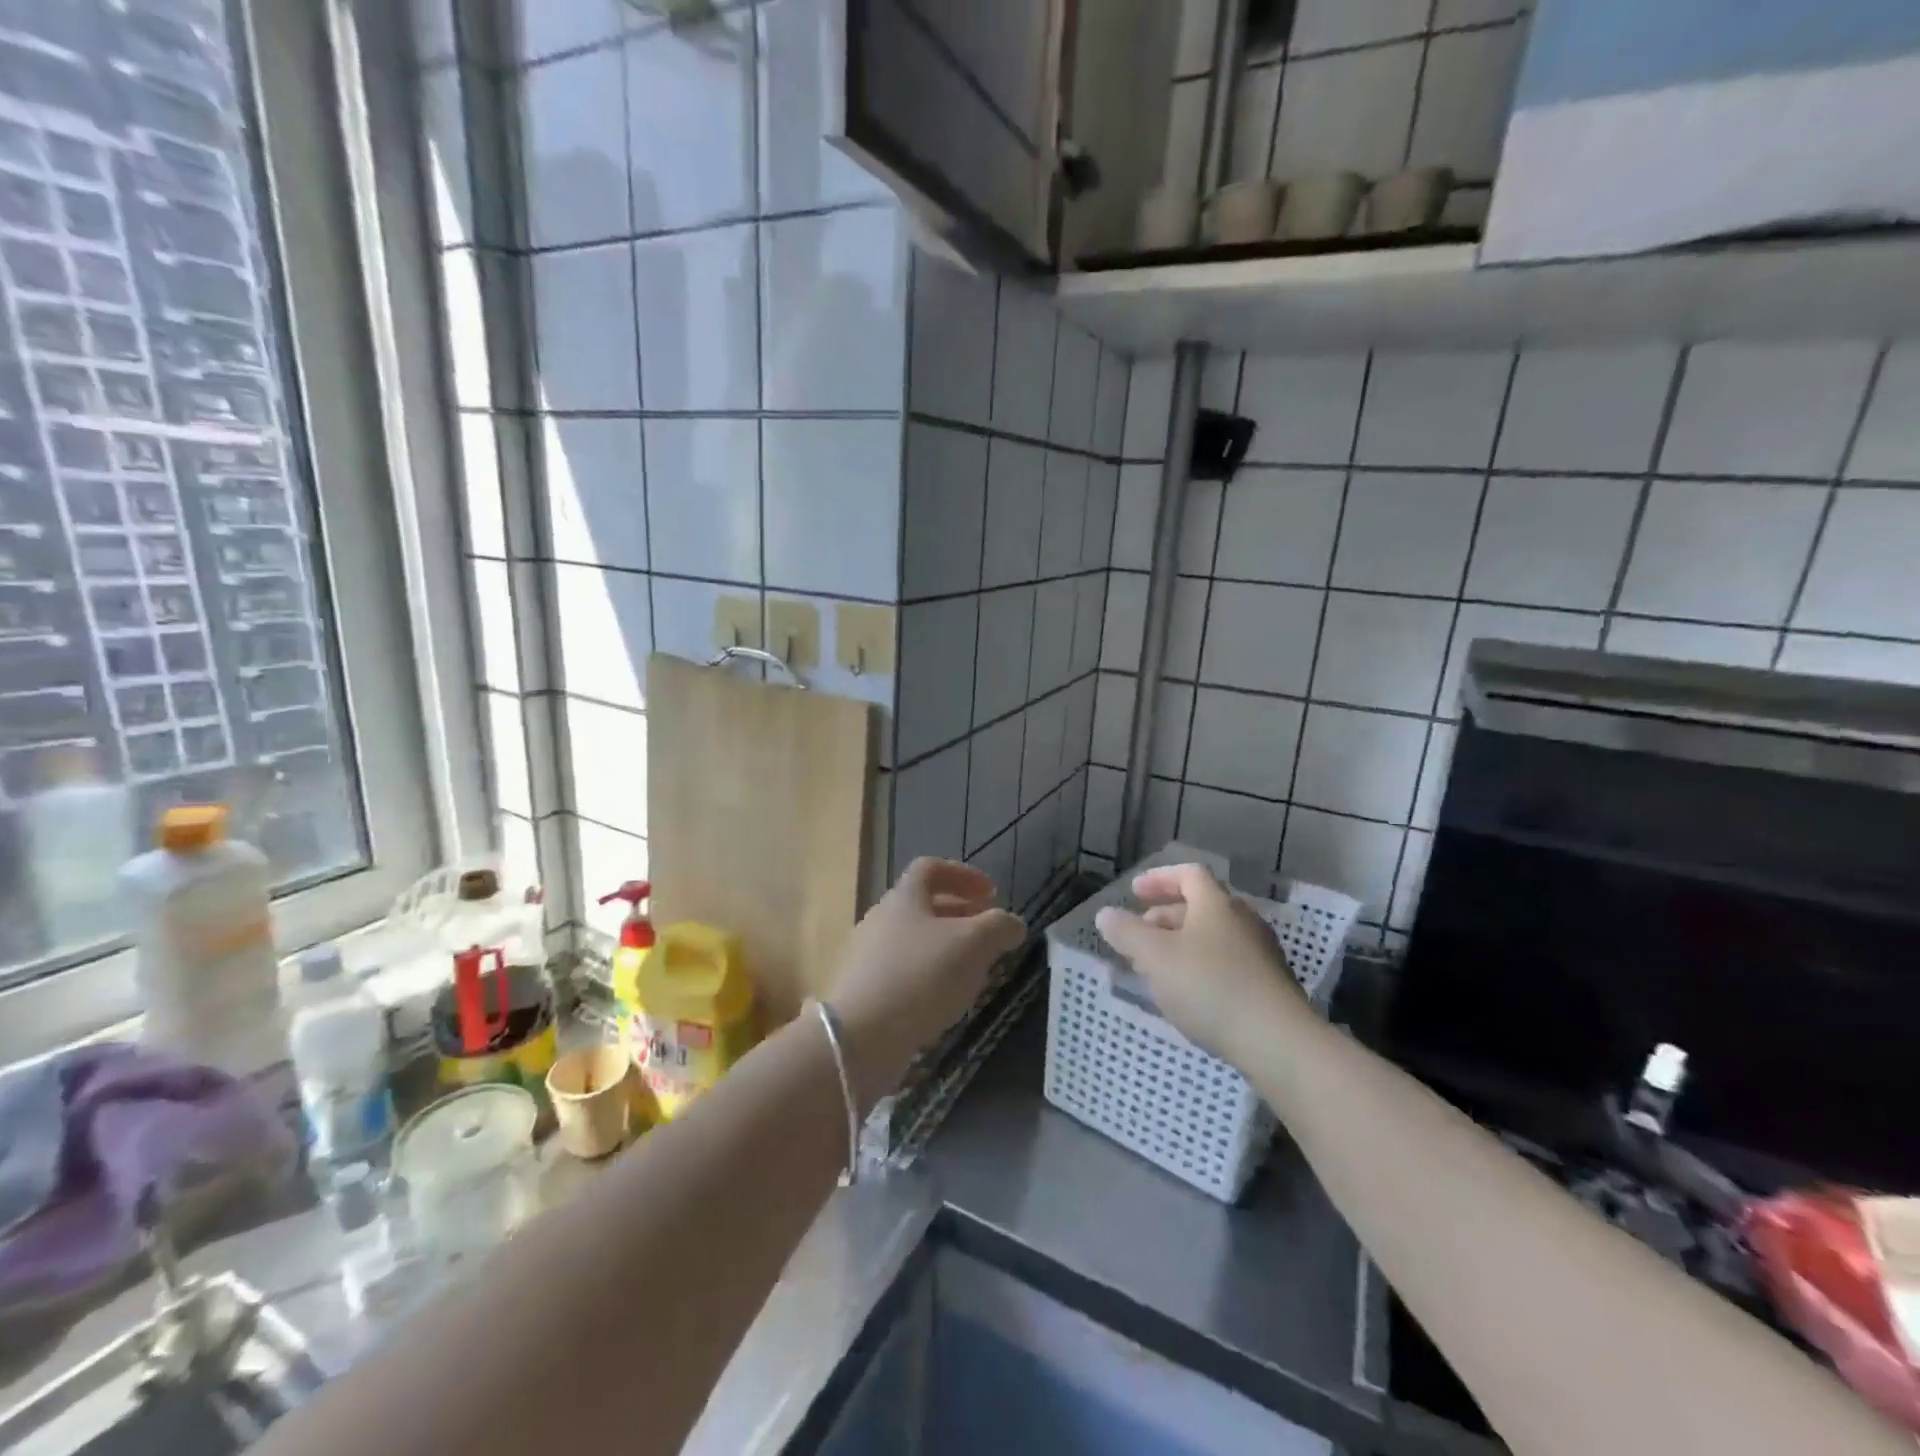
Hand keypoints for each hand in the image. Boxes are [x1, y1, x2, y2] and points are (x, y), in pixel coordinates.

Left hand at [828, 859, 1025, 1104]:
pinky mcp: (863, 991)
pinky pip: (902, 973)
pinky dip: (928, 977)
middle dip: (959, 916)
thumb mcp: (973, 944)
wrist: (860, 1037)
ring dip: (945, 949)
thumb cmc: (920, 976)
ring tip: (972, 972)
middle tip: (987, 935)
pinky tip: (944, 1002)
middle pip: (922, 906)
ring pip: (913, 941)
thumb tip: (1013, 924)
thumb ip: (999, 927)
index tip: (992, 894)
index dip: (964, 875)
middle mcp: (881, 919)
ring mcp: (867, 956)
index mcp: (904, 897)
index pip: (931, 868)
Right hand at [1094, 863, 1302, 1060]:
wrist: (1277, 1042)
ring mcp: (1260, 953)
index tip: (1135, 893)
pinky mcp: (1268, 986)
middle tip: (1138, 936)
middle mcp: (1242, 920)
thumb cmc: (1209, 986)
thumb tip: (1106, 914)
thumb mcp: (1154, 956)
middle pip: (1200, 906)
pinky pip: (1226, 963)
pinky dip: (1200, 967)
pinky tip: (1186, 995)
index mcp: (1216, 904)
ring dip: (1180, 945)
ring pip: (1211, 937)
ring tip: (1155, 969)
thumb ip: (1126, 932)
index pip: (1188, 874)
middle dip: (1164, 917)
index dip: (1159, 879)